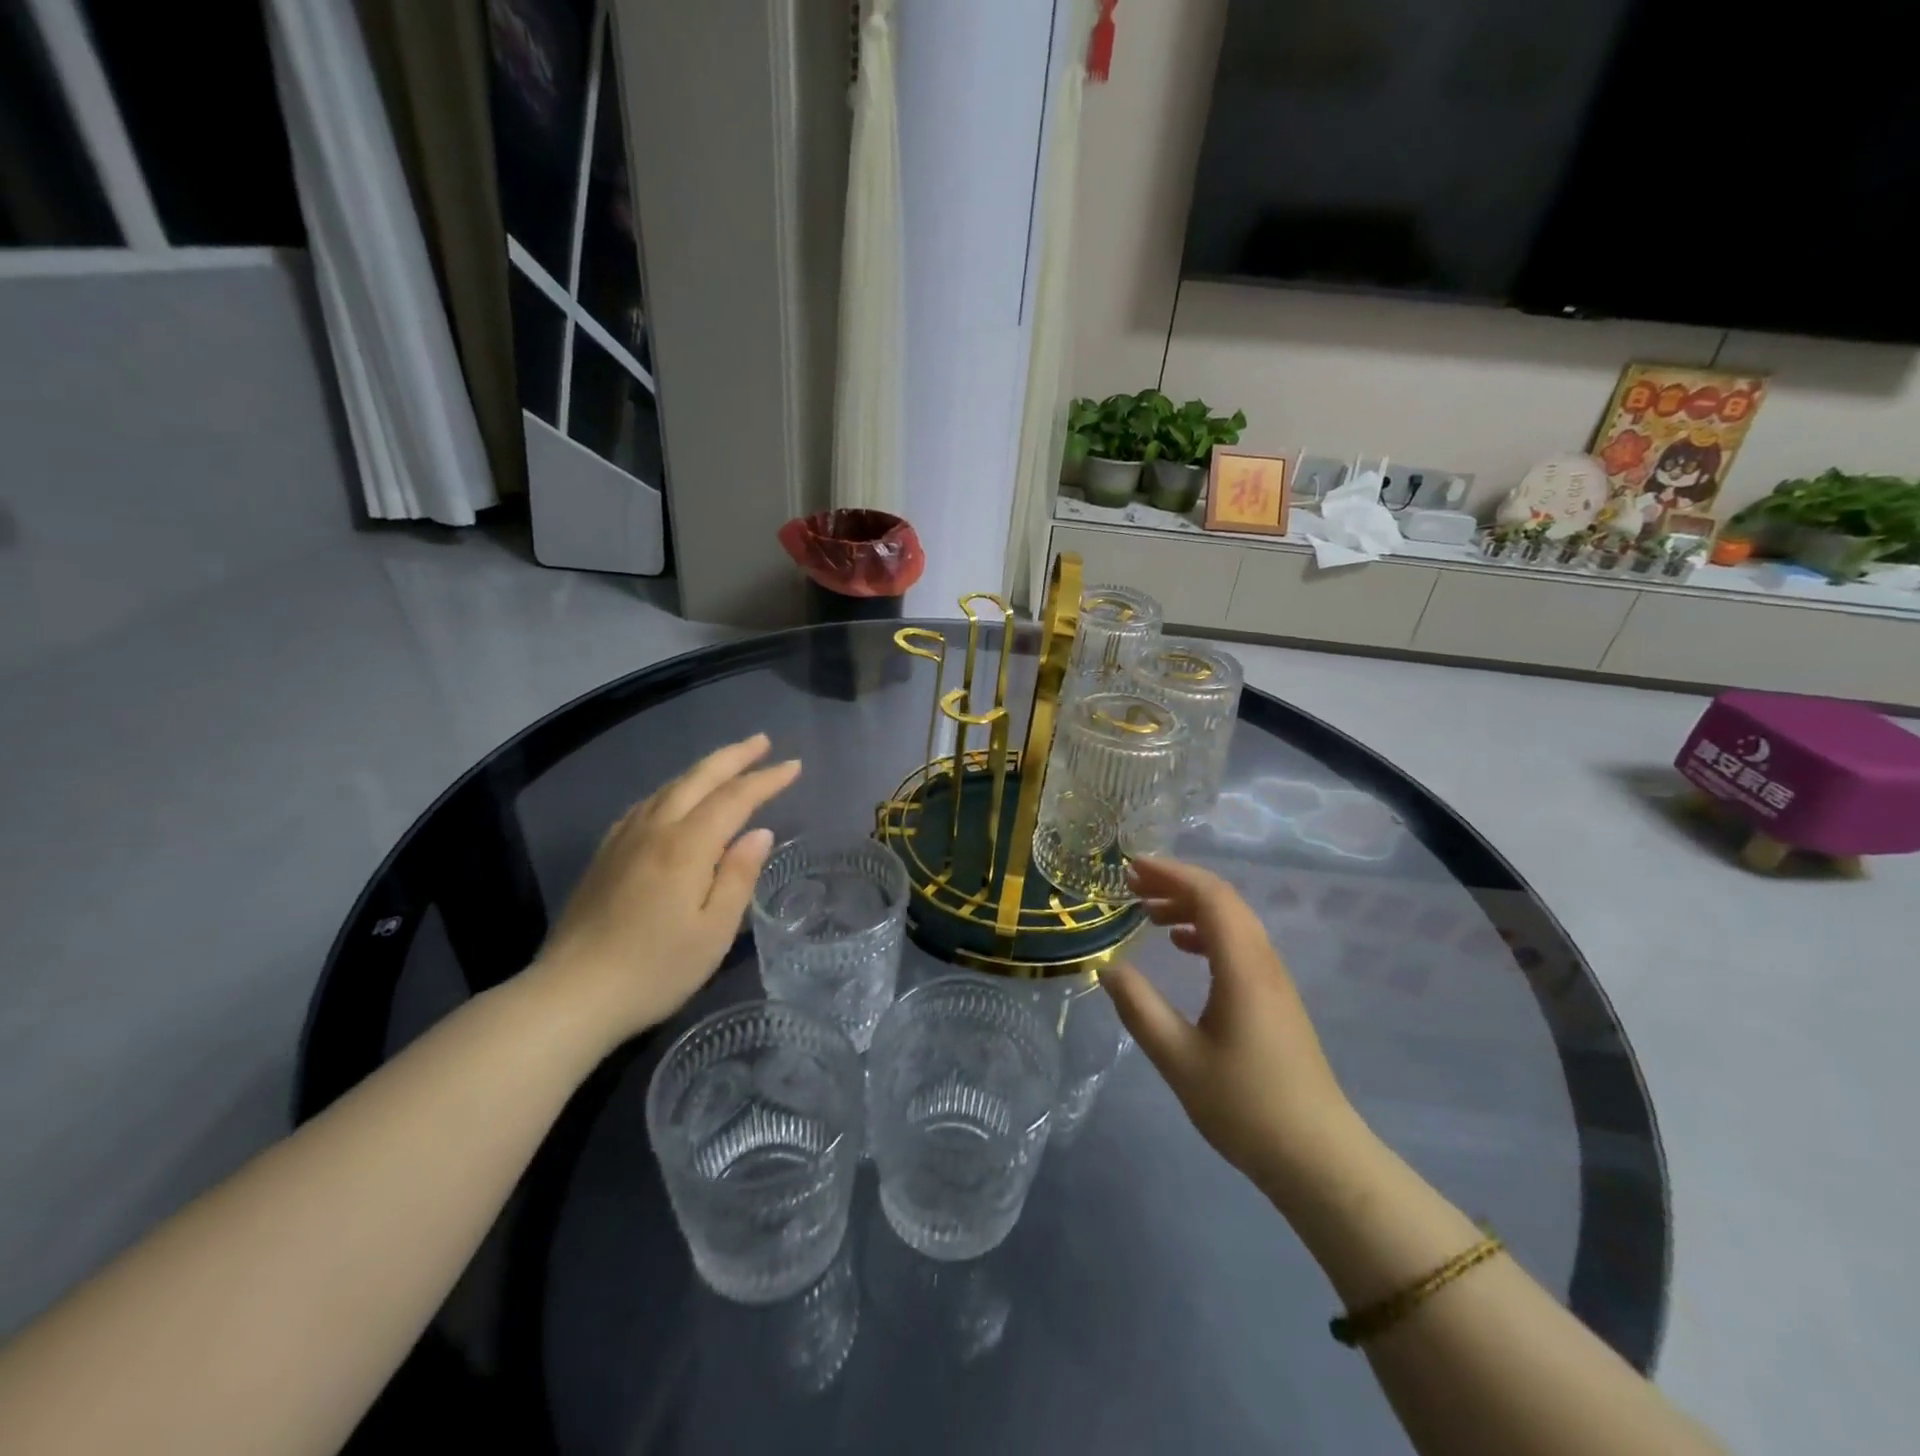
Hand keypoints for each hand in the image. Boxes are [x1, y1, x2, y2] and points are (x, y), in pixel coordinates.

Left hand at [530, 734, 800, 1042]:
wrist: (571, 995)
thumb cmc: (655, 969)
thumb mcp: (713, 932)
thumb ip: (738, 877)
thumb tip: (759, 833)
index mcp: (686, 847)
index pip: (734, 799)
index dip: (766, 780)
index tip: (794, 766)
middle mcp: (654, 830)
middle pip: (698, 779)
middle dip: (734, 756)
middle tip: (762, 741)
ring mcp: (624, 839)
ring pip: (669, 787)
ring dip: (703, 769)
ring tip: (727, 762)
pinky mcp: (605, 855)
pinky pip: (644, 805)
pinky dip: (671, 790)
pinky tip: (672, 798)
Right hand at [1101, 857, 1360, 1203]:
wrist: (1318, 1158)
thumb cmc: (1245, 1106)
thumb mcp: (1178, 1059)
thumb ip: (1139, 1008)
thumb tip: (1107, 967)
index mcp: (1242, 967)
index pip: (1210, 896)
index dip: (1170, 874)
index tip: (1130, 869)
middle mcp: (1263, 961)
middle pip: (1223, 900)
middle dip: (1176, 883)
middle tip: (1131, 885)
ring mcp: (1274, 979)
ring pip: (1233, 920)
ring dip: (1191, 906)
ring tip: (1148, 913)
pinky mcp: (1276, 998)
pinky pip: (1239, 943)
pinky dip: (1207, 931)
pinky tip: (1183, 947)